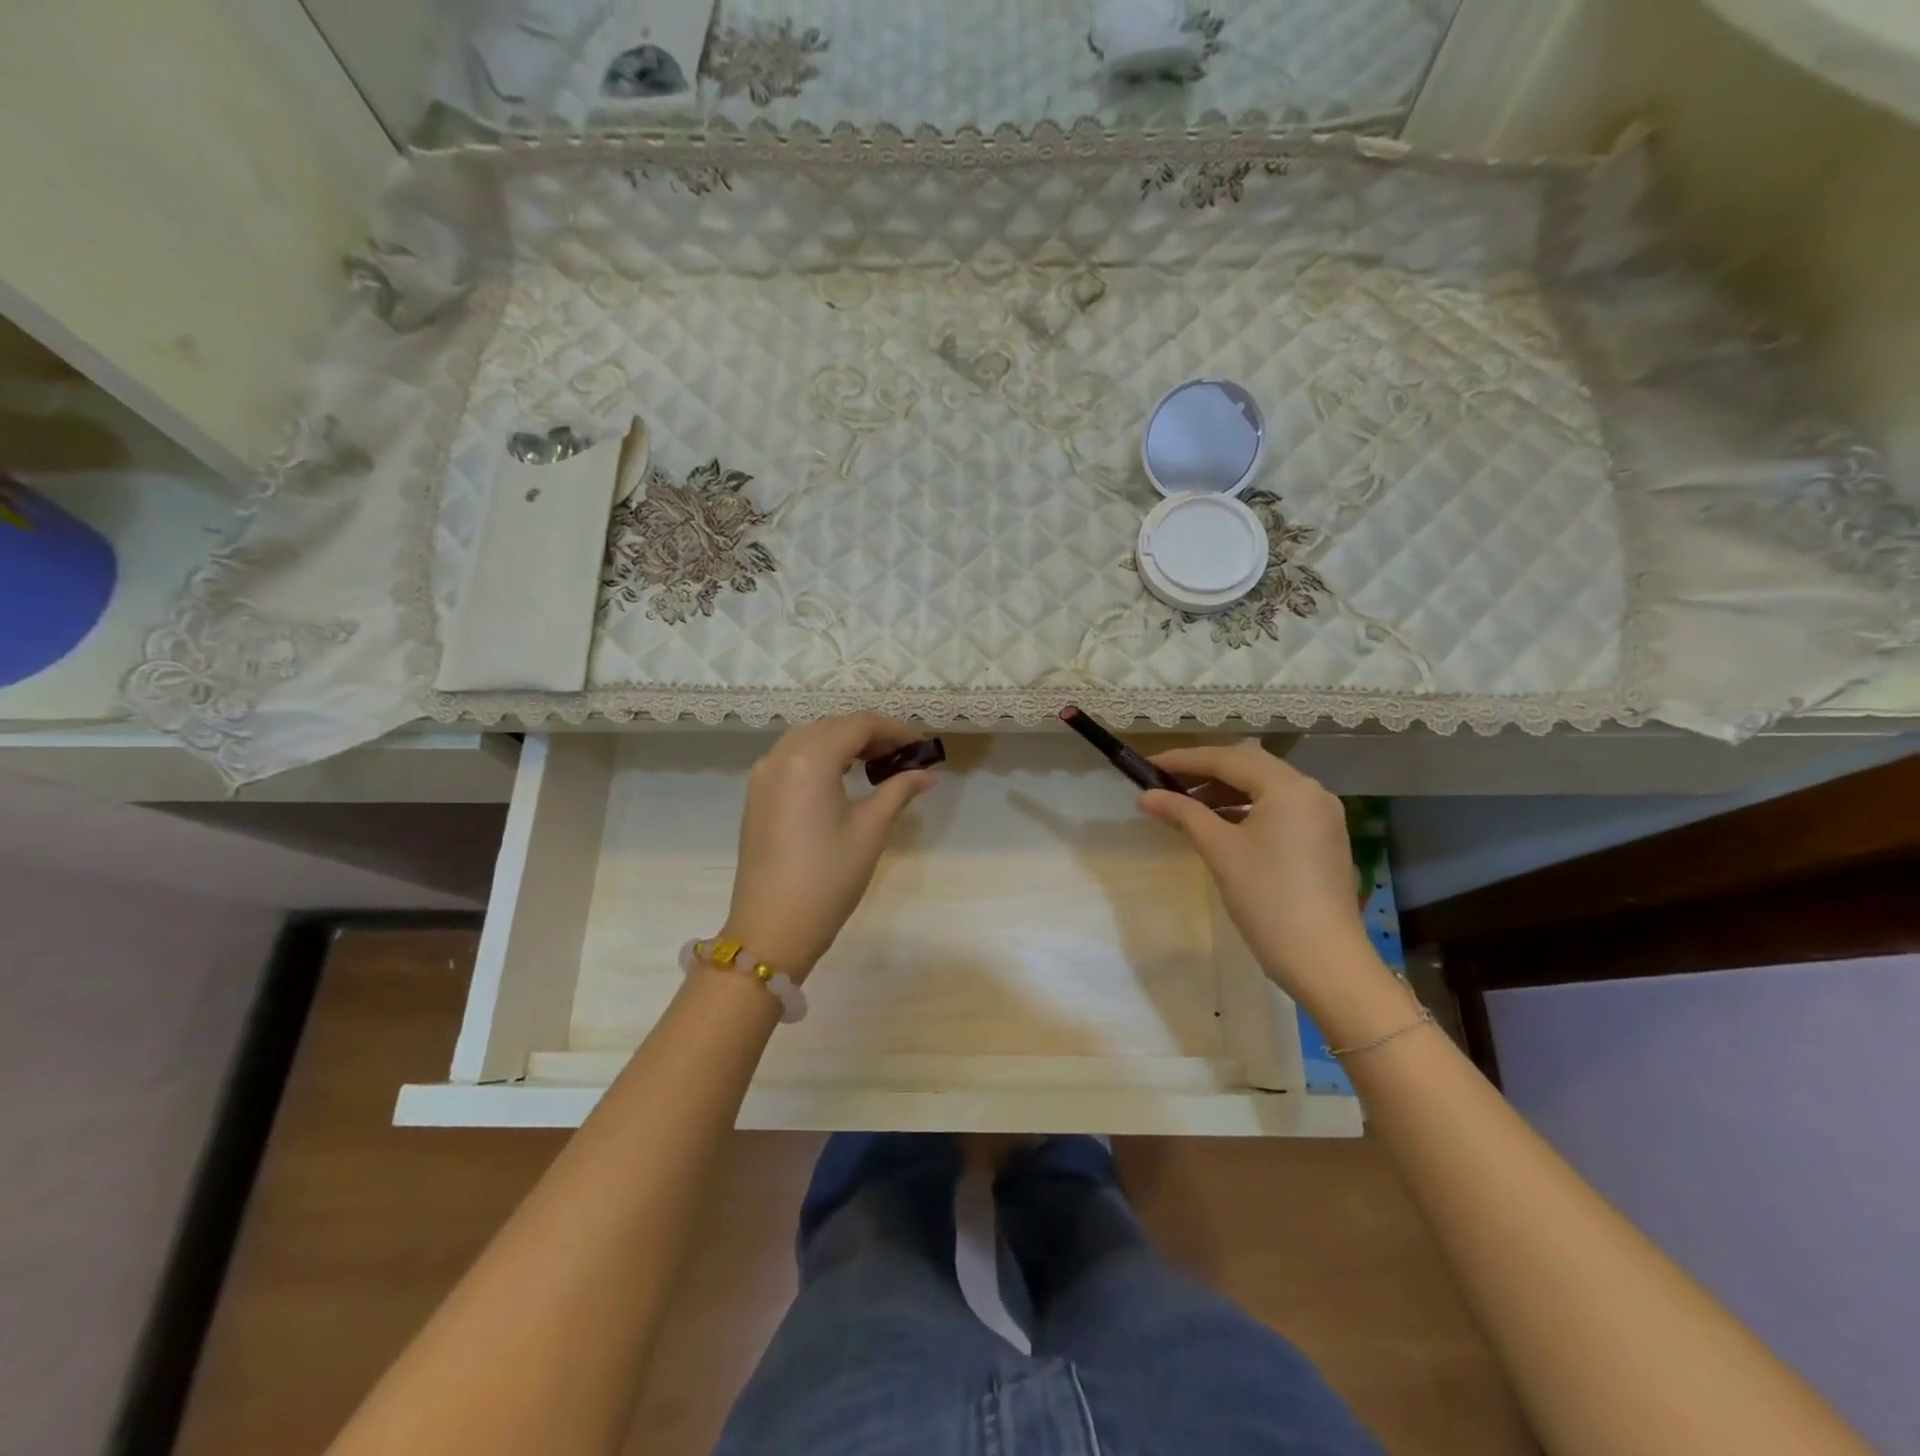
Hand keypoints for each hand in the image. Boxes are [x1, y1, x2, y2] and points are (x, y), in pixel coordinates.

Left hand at [719, 714, 939, 980]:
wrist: (771, 928)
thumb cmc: (828, 878)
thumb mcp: (870, 830)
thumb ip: (898, 790)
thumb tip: (927, 774)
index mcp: (809, 759)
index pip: (858, 725)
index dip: (894, 730)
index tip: (922, 746)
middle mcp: (780, 756)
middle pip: (832, 727)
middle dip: (870, 735)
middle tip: (904, 757)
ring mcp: (763, 775)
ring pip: (810, 739)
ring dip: (845, 743)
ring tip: (878, 766)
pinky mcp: (757, 795)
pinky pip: (792, 759)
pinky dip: (821, 757)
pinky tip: (842, 779)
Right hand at [1138, 744, 1397, 1023]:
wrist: (1325, 961)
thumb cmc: (1268, 899)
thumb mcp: (1220, 850)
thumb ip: (1183, 813)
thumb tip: (1146, 796)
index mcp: (1288, 787)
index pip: (1227, 759)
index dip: (1183, 760)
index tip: (1147, 765)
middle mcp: (1311, 791)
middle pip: (1248, 766)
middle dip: (1205, 771)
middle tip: (1165, 782)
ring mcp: (1322, 815)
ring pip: (1264, 787)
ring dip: (1224, 791)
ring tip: (1185, 804)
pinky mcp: (1323, 838)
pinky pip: (1278, 808)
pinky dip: (1246, 808)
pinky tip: (1219, 823)